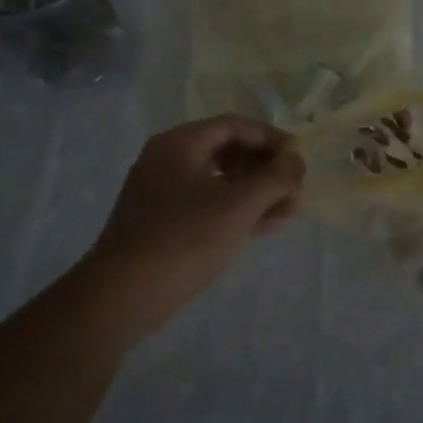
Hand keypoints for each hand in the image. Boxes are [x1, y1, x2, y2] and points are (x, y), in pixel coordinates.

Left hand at [87, 117, 304, 336]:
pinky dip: (237, 212)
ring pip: (220, 182)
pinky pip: (208, 206)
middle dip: (266, 170)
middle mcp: (168, 160)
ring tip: (291, 211)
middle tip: (296, 188)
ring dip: (257, 193)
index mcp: (180, 144)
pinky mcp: (163, 224)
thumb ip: (275, 178)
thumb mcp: (239, 205)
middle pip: (227, 152)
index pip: (234, 126)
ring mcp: (163, 193)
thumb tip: (296, 160)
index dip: (271, 138)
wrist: (123, 296)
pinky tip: (267, 226)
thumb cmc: (184, 238)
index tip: (300, 157)